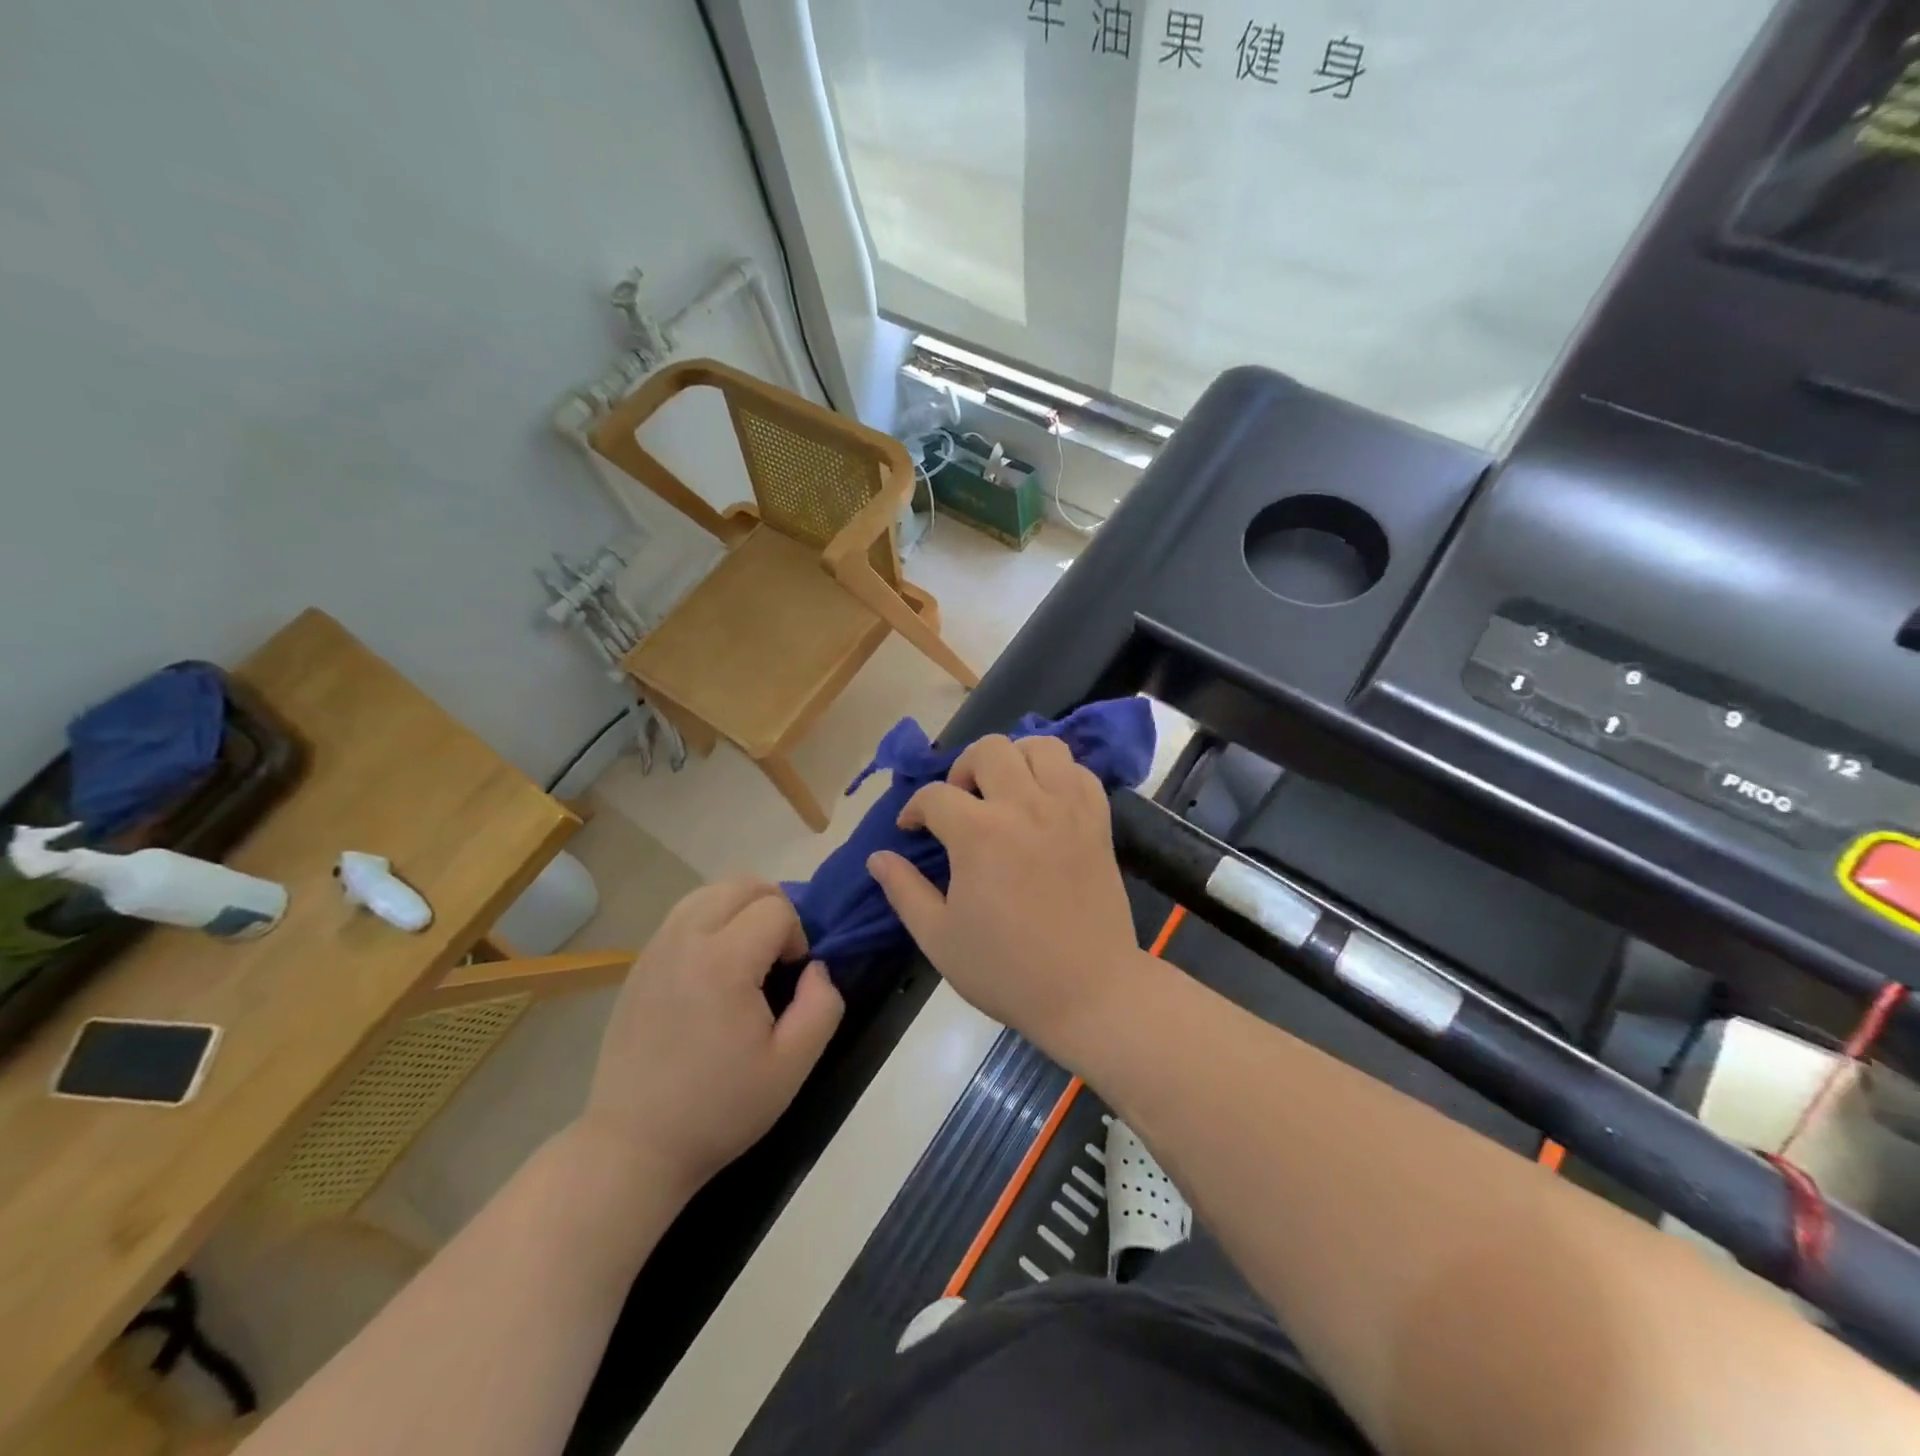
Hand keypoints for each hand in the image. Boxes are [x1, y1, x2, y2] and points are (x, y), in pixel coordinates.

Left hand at [581, 880, 843, 1194]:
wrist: (634, 1145)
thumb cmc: (719, 1108)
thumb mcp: (792, 1067)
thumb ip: (822, 1006)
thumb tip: (818, 968)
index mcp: (724, 962)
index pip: (776, 907)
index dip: (797, 935)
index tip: (792, 978)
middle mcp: (686, 940)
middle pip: (742, 883)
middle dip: (773, 907)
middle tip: (777, 956)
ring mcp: (656, 949)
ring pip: (709, 891)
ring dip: (740, 908)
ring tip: (747, 955)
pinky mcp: (639, 964)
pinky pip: (683, 915)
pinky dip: (710, 921)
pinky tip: (713, 968)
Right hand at [866, 734, 1144, 1057]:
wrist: (1088, 992)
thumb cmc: (1006, 970)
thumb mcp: (939, 938)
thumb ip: (904, 891)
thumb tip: (878, 858)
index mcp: (979, 833)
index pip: (934, 796)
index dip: (914, 810)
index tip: (911, 829)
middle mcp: (1024, 806)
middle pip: (989, 750)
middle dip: (963, 769)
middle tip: (960, 803)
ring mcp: (1067, 810)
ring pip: (1041, 747)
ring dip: (1015, 760)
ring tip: (1005, 791)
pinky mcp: (1098, 822)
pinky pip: (1080, 773)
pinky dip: (1059, 776)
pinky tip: (1046, 802)